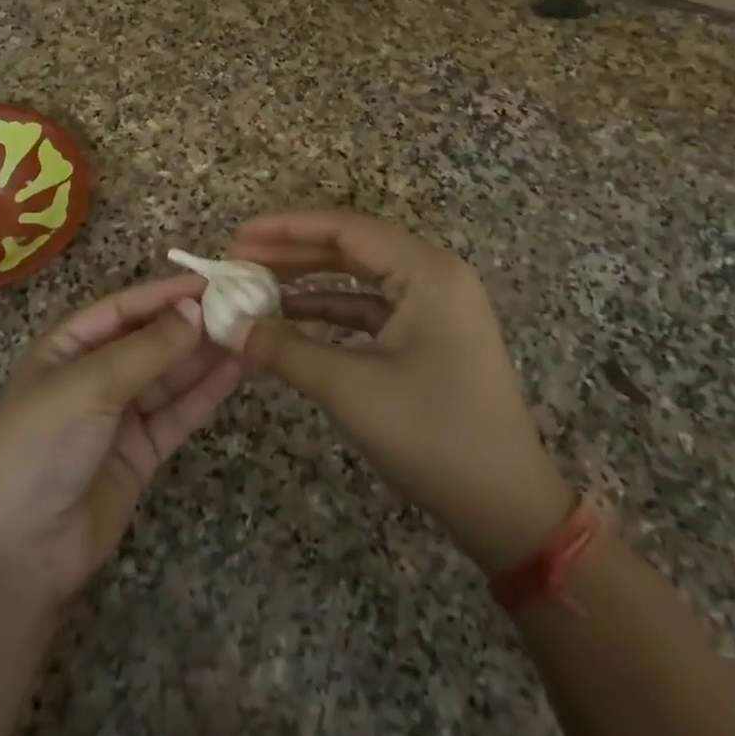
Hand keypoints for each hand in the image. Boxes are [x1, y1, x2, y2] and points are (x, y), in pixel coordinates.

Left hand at [0, 275, 244, 608]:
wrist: (17, 551)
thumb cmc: (41, 445)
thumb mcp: (88, 386)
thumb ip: (147, 349)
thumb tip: (197, 309)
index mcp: (68, 346)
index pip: (124, 308)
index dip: (166, 294)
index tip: (214, 282)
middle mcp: (95, 374)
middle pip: (151, 340)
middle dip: (193, 324)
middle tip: (244, 307)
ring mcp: (120, 415)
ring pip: (170, 375)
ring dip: (206, 355)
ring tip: (251, 332)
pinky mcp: (142, 452)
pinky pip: (178, 413)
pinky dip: (206, 392)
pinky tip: (237, 370)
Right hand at [229, 211, 571, 572]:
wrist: (506, 506)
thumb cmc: (433, 436)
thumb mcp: (351, 389)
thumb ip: (285, 350)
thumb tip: (228, 326)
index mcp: (427, 272)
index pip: (346, 229)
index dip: (287, 229)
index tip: (239, 236)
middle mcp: (434, 276)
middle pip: (352, 248)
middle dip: (293, 253)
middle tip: (240, 259)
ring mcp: (435, 306)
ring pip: (360, 278)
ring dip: (308, 282)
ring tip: (256, 287)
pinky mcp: (429, 335)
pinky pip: (371, 309)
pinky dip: (331, 312)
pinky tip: (291, 319)